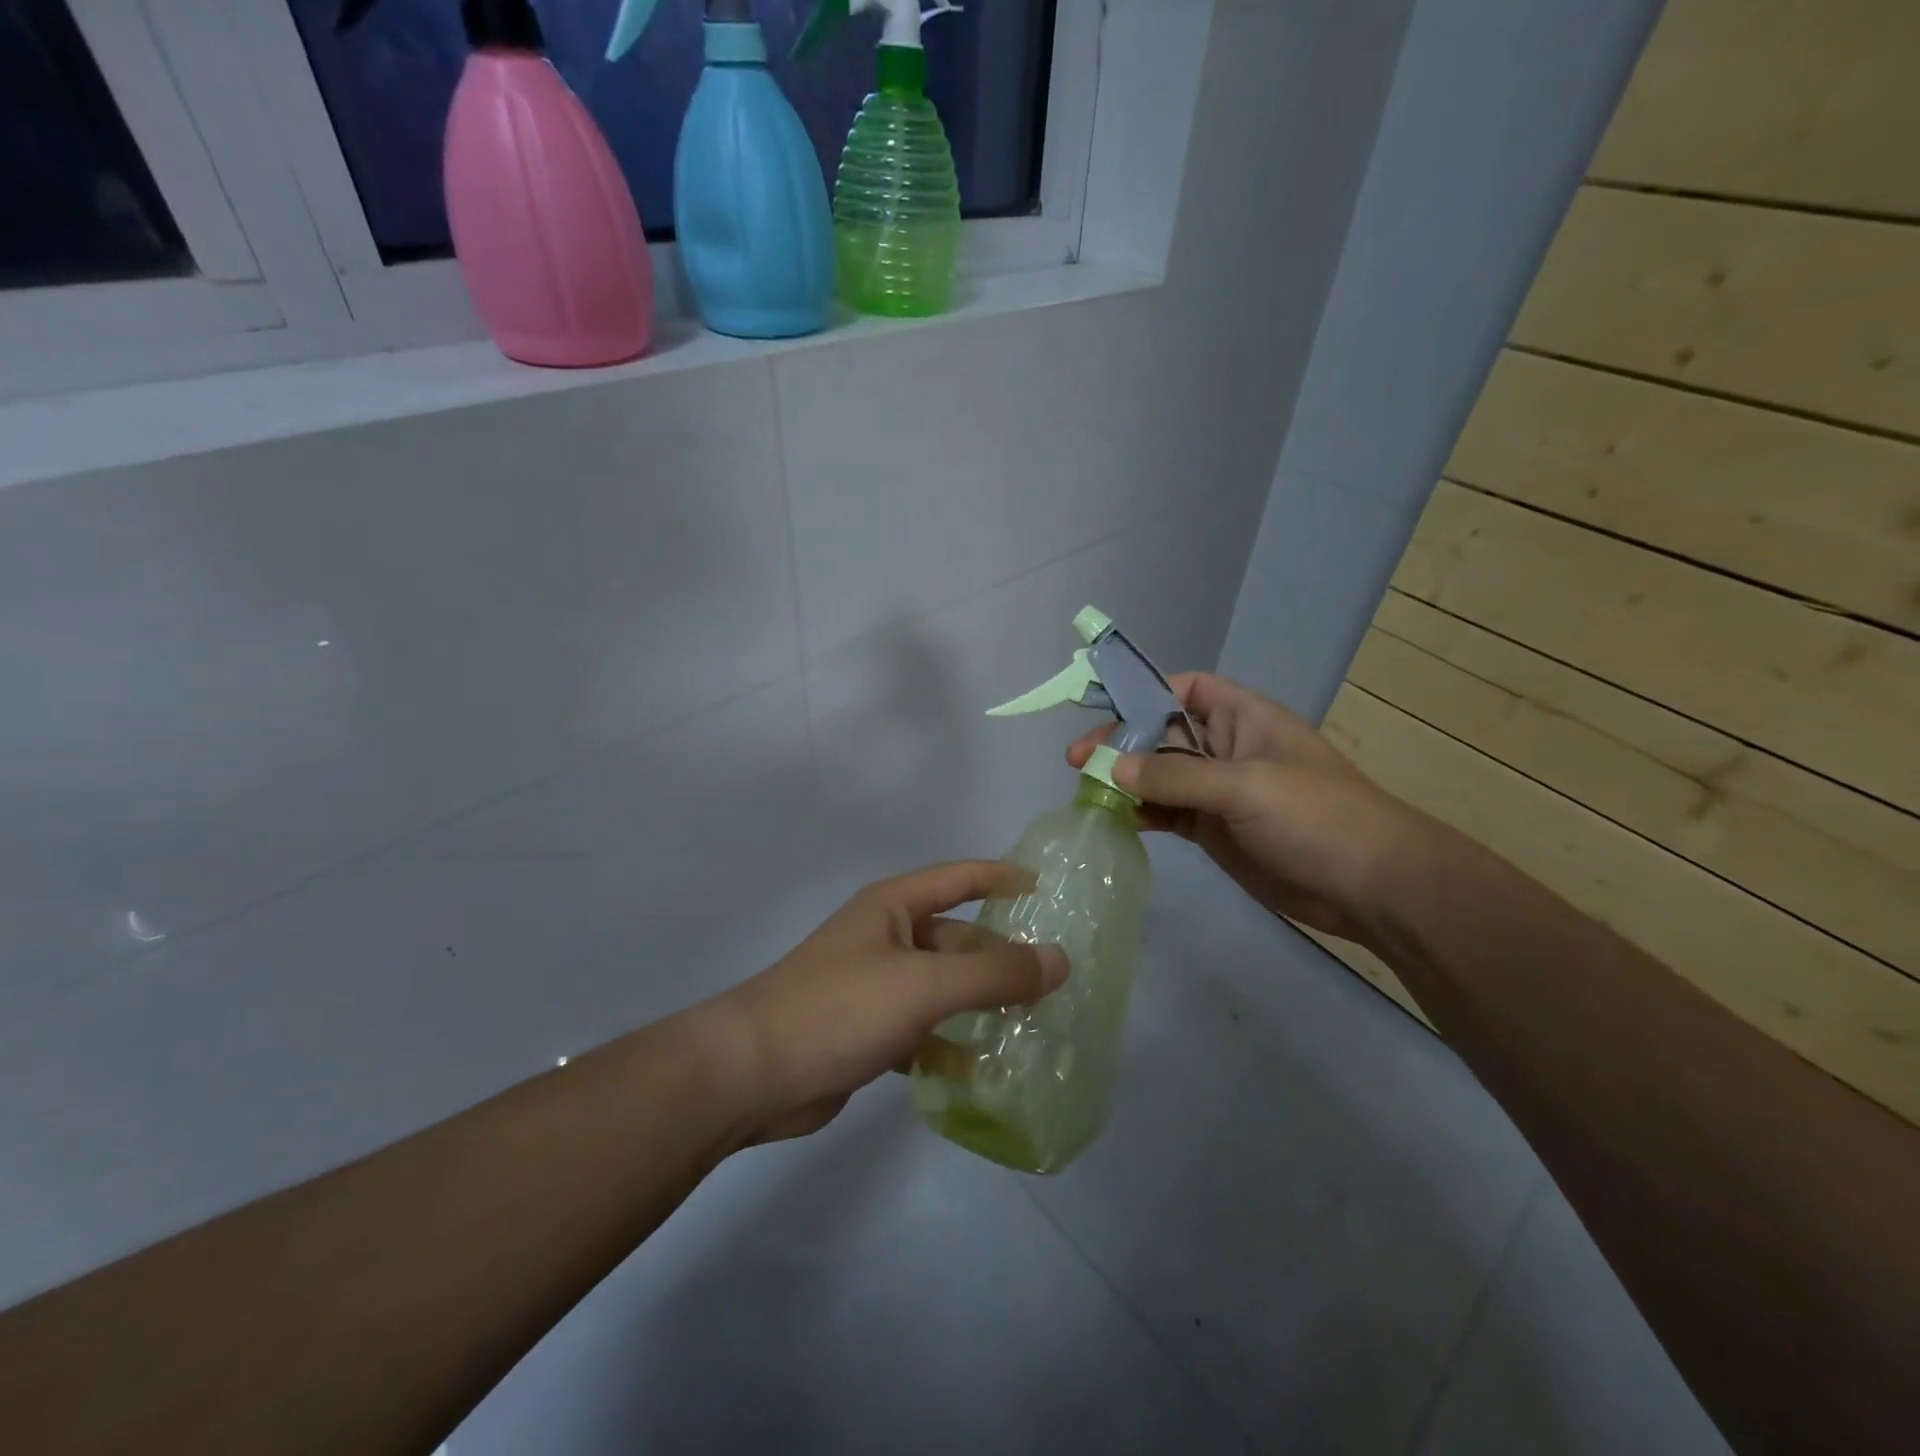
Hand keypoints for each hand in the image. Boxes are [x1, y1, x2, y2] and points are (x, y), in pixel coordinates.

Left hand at [711, 861, 1068, 1142]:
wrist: (752, 1074)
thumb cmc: (841, 1008)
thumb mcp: (925, 985)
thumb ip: (995, 974)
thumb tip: (1061, 960)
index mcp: (894, 907)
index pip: (959, 878)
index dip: (1002, 877)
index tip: (1047, 890)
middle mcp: (886, 939)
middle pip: (957, 940)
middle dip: (1001, 959)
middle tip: (1055, 981)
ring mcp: (875, 987)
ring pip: (943, 989)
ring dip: (981, 1006)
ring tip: (1033, 1027)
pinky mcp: (867, 1032)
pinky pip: (923, 1031)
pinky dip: (951, 1047)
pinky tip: (984, 1072)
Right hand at [1066, 672, 1420, 946]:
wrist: (1371, 888)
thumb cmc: (1317, 818)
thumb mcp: (1246, 786)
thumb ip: (1176, 776)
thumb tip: (1112, 767)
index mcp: (1243, 718)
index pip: (1187, 688)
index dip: (1146, 691)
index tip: (1104, 709)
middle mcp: (1225, 748)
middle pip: (1161, 733)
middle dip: (1121, 742)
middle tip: (1077, 761)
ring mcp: (1218, 791)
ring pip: (1159, 776)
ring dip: (1124, 781)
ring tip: (1086, 792)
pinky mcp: (1213, 829)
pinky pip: (1167, 812)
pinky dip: (1141, 814)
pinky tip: (1116, 820)